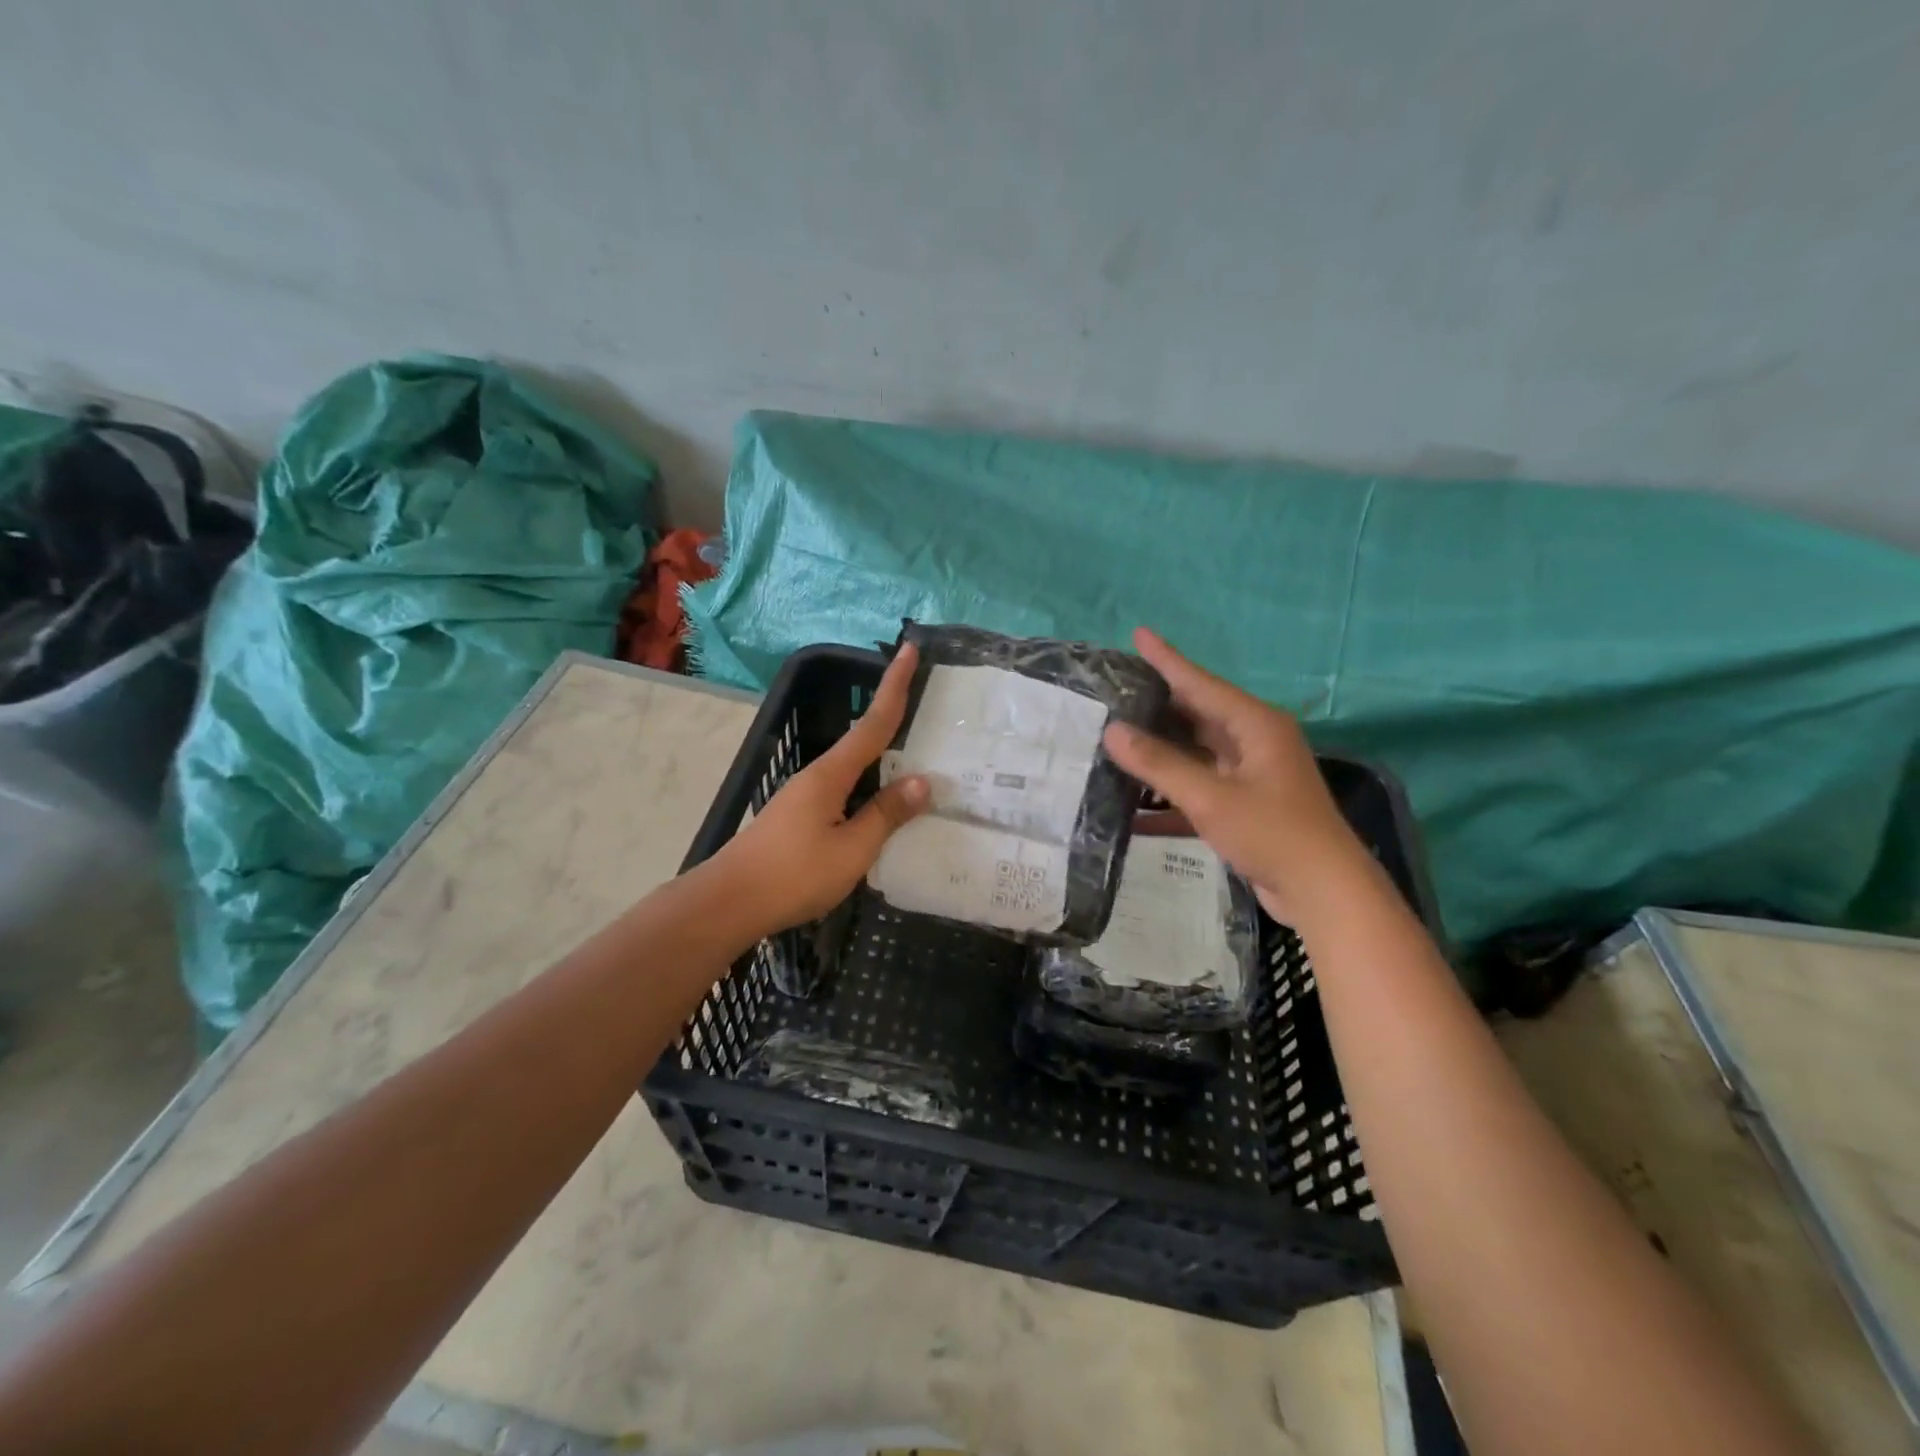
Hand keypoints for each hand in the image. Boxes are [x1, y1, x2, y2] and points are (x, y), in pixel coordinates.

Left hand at [713, 644, 929, 937]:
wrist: (728, 903)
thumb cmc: (793, 874)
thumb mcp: (851, 850)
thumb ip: (886, 815)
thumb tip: (921, 782)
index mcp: (832, 774)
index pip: (874, 723)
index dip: (895, 686)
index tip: (910, 649)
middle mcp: (818, 776)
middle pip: (865, 740)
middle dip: (894, 718)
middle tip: (930, 706)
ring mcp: (805, 797)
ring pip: (855, 770)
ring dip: (884, 758)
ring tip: (918, 759)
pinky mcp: (799, 818)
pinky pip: (845, 792)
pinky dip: (870, 788)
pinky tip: (883, 806)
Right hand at [1102, 628, 1371, 926]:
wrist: (1324, 892)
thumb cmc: (1272, 833)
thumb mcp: (1210, 797)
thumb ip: (1159, 764)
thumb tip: (1112, 731)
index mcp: (1254, 725)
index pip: (1200, 683)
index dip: (1167, 660)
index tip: (1138, 633)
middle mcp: (1254, 741)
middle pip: (1197, 714)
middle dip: (1157, 705)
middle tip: (1114, 692)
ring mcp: (1250, 774)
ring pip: (1195, 752)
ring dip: (1160, 753)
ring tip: (1115, 740)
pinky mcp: (1245, 804)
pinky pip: (1199, 787)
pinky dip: (1171, 794)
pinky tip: (1134, 806)